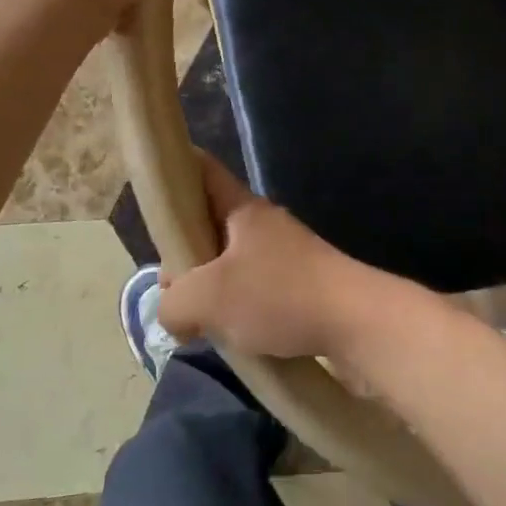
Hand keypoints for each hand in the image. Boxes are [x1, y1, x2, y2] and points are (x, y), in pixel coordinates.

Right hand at [159, 153, 391, 360]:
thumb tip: (173, 312)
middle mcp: (263, 225)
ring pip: (229, 262)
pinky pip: (253, 289)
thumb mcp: (207, 298)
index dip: (175, 170)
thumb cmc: (279, 296)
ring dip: (209, 288)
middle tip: (173, 290)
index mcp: (242, 209)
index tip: (150, 190)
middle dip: (183, 254)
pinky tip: (231, 335)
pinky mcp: (299, 287)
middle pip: (208, 224)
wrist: (355, 324)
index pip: (203, 170)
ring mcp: (284, 256)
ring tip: (200, 322)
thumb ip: (173, 302)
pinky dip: (235, 308)